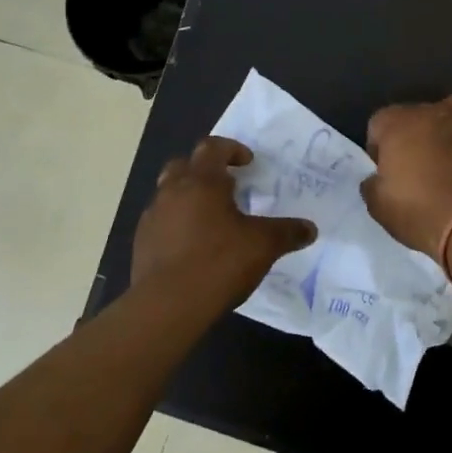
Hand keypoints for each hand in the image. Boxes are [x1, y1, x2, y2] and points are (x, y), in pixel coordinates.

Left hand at [133, 136, 316, 309]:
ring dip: (187, 197)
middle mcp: (172, 191)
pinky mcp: (141, 243)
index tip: (247, 162)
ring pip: (168, 193)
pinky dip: (175, 225)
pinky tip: (192, 247)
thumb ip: (287, 232)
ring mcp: (152, 217)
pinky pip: (160, 222)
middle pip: (183, 164)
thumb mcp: (263, 246)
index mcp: (202, 181)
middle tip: (225, 186)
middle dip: (203, 169)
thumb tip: (310, 229)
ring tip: (210, 220)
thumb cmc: (219, 262)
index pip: (212, 147)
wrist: (167, 305)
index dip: (231, 149)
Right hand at [362, 95, 451, 260]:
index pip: (378, 123)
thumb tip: (377, 179)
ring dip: (446, 133)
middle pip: (416, 115)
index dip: (378, 148)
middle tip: (414, 169)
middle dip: (412, 136)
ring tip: (446, 162)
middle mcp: (434, 113)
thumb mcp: (378, 206)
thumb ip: (372, 185)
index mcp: (399, 122)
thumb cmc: (419, 211)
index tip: (384, 172)